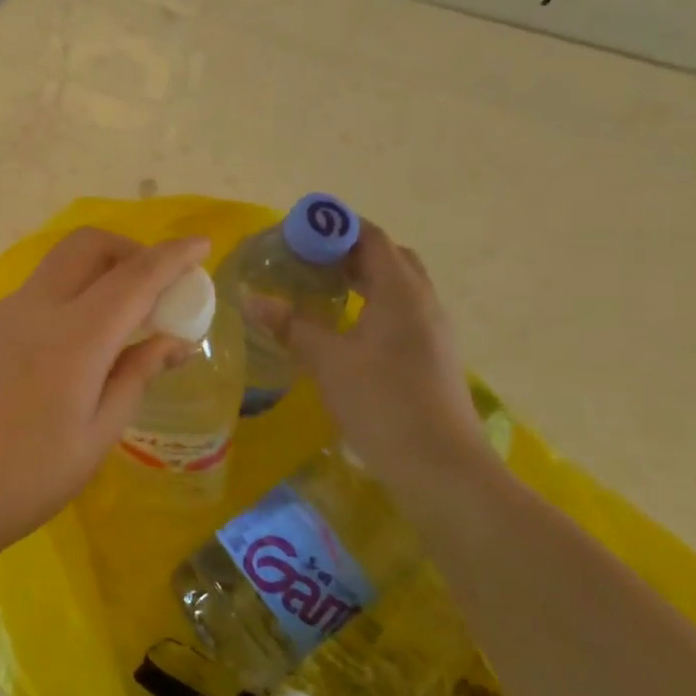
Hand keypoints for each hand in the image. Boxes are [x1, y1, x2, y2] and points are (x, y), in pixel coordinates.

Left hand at [0, 228, 210, 561]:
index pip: (135, 277)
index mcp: (73, 338)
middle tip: (151, 287)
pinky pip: (30, 298)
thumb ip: (135, 377)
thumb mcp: (96, 438)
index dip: (173, 257)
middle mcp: (33, 309)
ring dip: (94, 276)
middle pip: (86, 245)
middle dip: (128, 249)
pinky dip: (62, 303)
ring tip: (111, 329)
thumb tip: (174, 342)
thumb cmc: (23, 481)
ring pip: (55, 269)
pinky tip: (62, 356)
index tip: (201, 245)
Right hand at [249, 224, 489, 476]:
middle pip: (389, 258)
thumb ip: (291, 326)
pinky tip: (345, 329)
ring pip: (397, 288)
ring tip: (321, 289)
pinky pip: (400, 313)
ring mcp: (433, 332)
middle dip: (349, 250)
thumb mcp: (328, 362)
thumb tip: (252, 299)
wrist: (443, 469)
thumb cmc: (384, 404)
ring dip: (363, 278)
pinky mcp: (431, 358)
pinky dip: (372, 305)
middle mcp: (424, 303)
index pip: (372, 238)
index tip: (298, 230)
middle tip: (308, 259)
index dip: (336, 227)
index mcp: (401, 292)